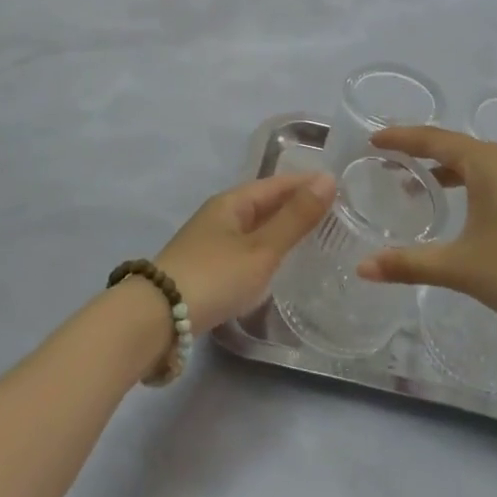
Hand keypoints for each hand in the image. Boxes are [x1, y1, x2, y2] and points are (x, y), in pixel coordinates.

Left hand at [157, 170, 335, 331]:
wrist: (156, 318)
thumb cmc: (214, 276)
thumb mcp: (261, 249)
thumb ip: (295, 218)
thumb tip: (328, 179)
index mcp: (232, 202)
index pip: (277, 184)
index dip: (307, 184)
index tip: (341, 189)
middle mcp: (220, 215)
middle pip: (265, 203)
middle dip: (296, 206)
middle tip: (337, 216)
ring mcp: (210, 242)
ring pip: (255, 227)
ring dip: (282, 229)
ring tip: (316, 239)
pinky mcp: (207, 268)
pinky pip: (246, 249)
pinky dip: (267, 250)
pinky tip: (279, 265)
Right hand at [357, 127, 496, 333]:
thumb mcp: (461, 268)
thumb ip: (410, 264)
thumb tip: (362, 268)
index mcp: (486, 164)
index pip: (433, 140)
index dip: (401, 138)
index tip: (373, 139)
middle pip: (456, 146)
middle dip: (421, 152)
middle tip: (391, 162)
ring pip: (479, 162)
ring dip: (448, 169)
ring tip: (422, 186)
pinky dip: (472, 181)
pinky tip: (468, 208)